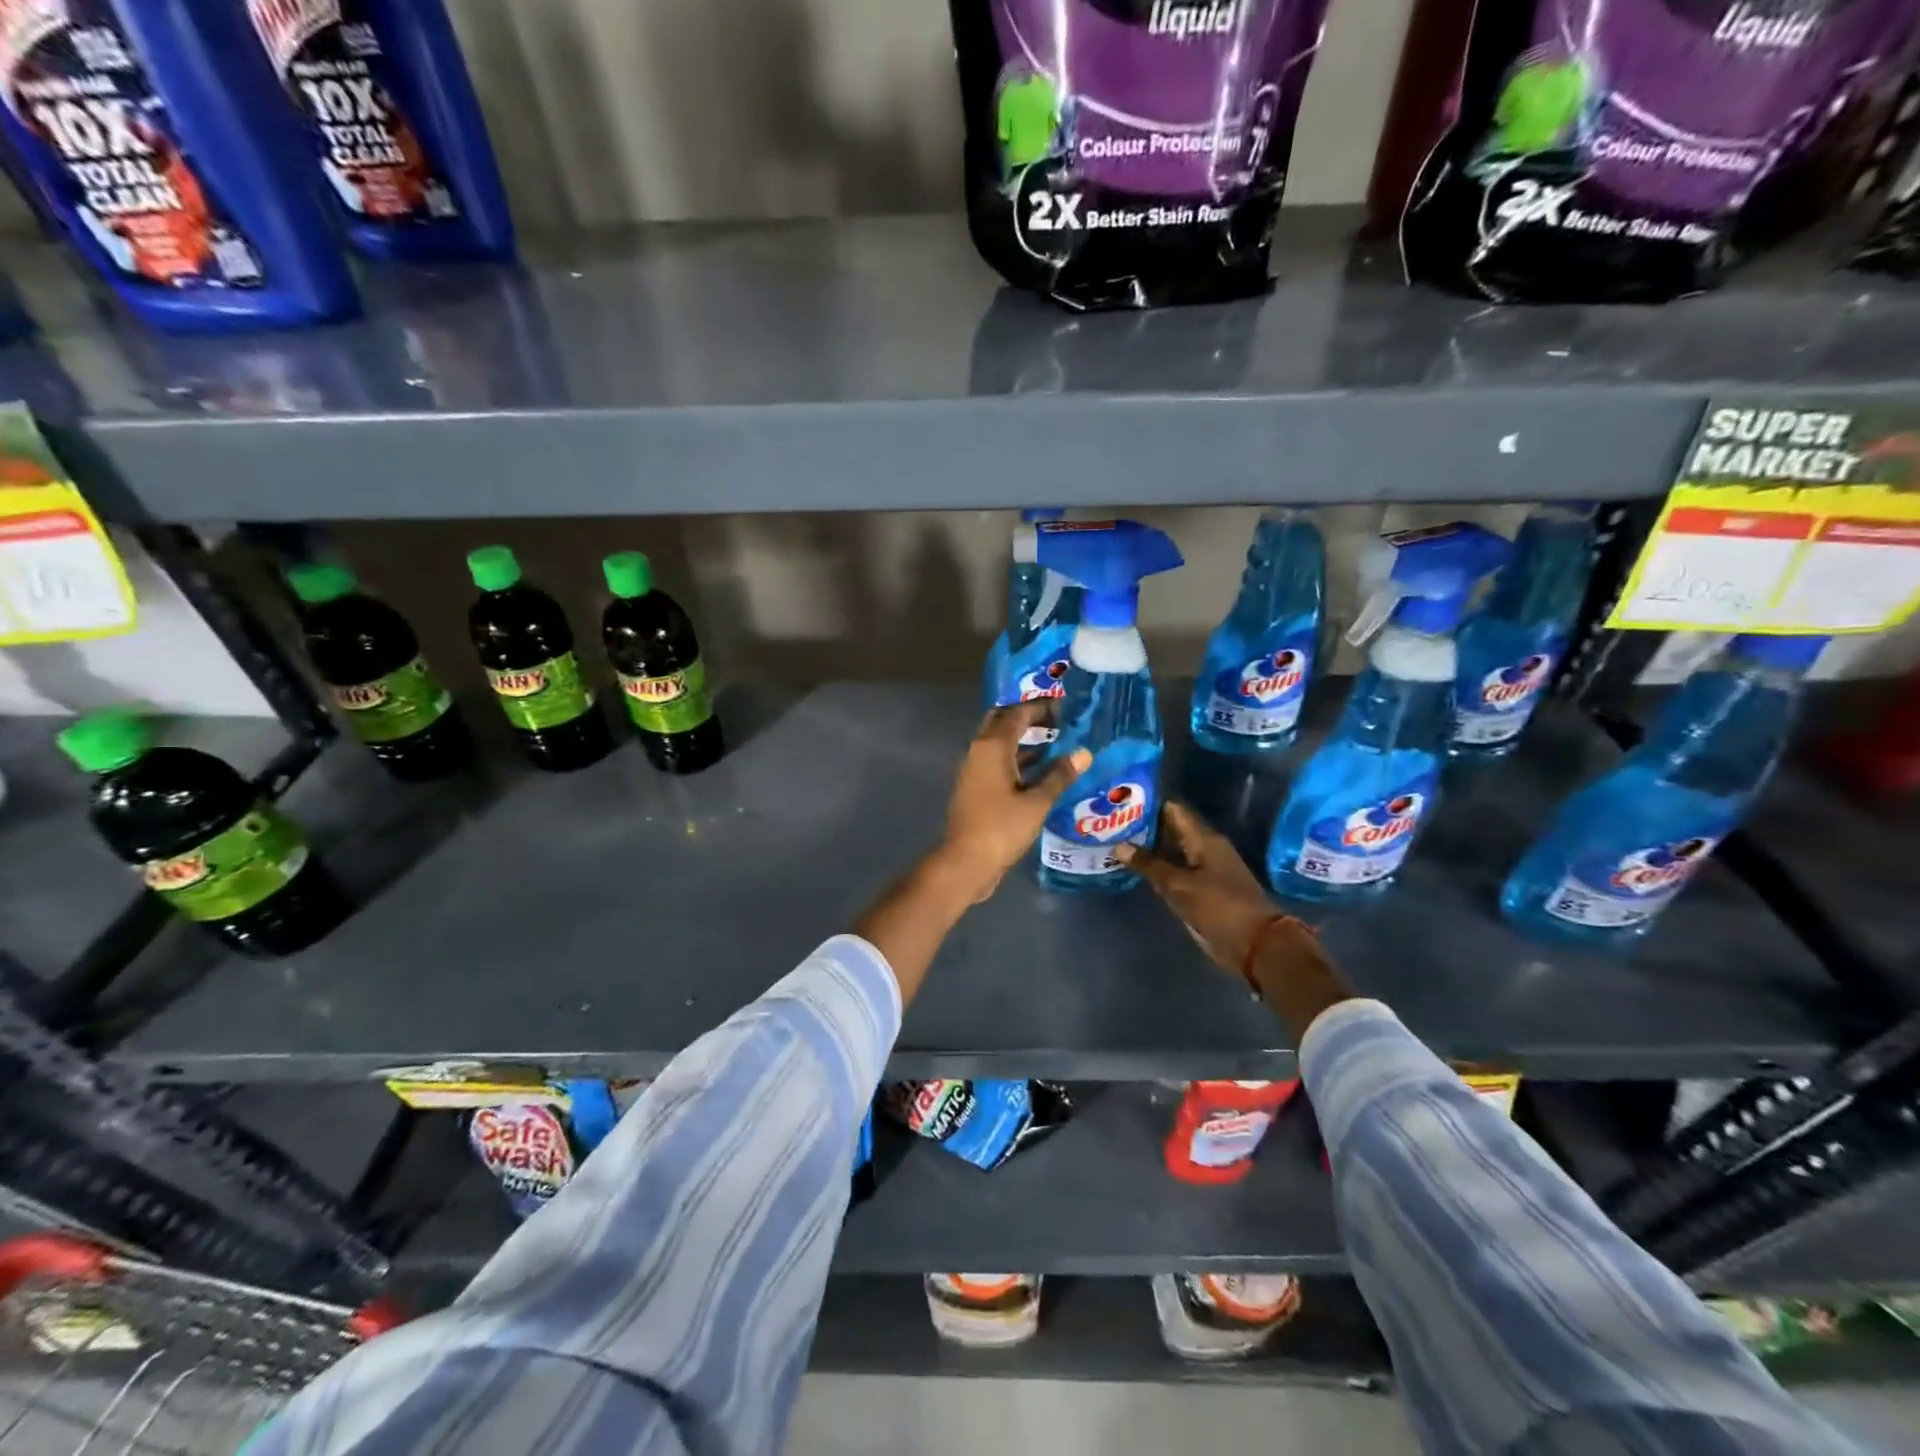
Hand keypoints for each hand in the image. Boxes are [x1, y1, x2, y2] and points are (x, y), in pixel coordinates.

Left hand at [938, 701, 1090, 902]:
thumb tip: (1083, 753)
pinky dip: (1019, 761)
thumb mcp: (1037, 802)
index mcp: (992, 747)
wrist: (966, 861)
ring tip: (1057, 743)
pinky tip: (1043, 772)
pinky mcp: (976, 789)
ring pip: (1000, 745)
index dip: (1040, 708)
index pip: (1016, 714)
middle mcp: (979, 752)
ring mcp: (975, 771)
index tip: (1064, 706)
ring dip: (1024, 741)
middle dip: (1027, 718)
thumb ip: (1059, 775)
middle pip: (1001, 723)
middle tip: (1057, 720)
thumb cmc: (1001, 827)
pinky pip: (999, 764)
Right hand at [1114, 800, 1281, 975]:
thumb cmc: (1219, 907)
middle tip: (1109, 822)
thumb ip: (1149, 865)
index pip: (1172, 810)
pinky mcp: (1201, 889)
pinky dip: (1155, 868)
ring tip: (1114, 841)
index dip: (1147, 804)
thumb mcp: (1179, 885)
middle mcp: (1204, 848)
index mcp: (1204, 839)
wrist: (1253, 944)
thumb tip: (1118, 846)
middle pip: (1170, 829)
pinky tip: (1133, 869)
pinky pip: (1173, 871)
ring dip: (1147, 848)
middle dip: (1142, 826)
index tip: (1120, 801)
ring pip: (1170, 851)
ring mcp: (1203, 870)